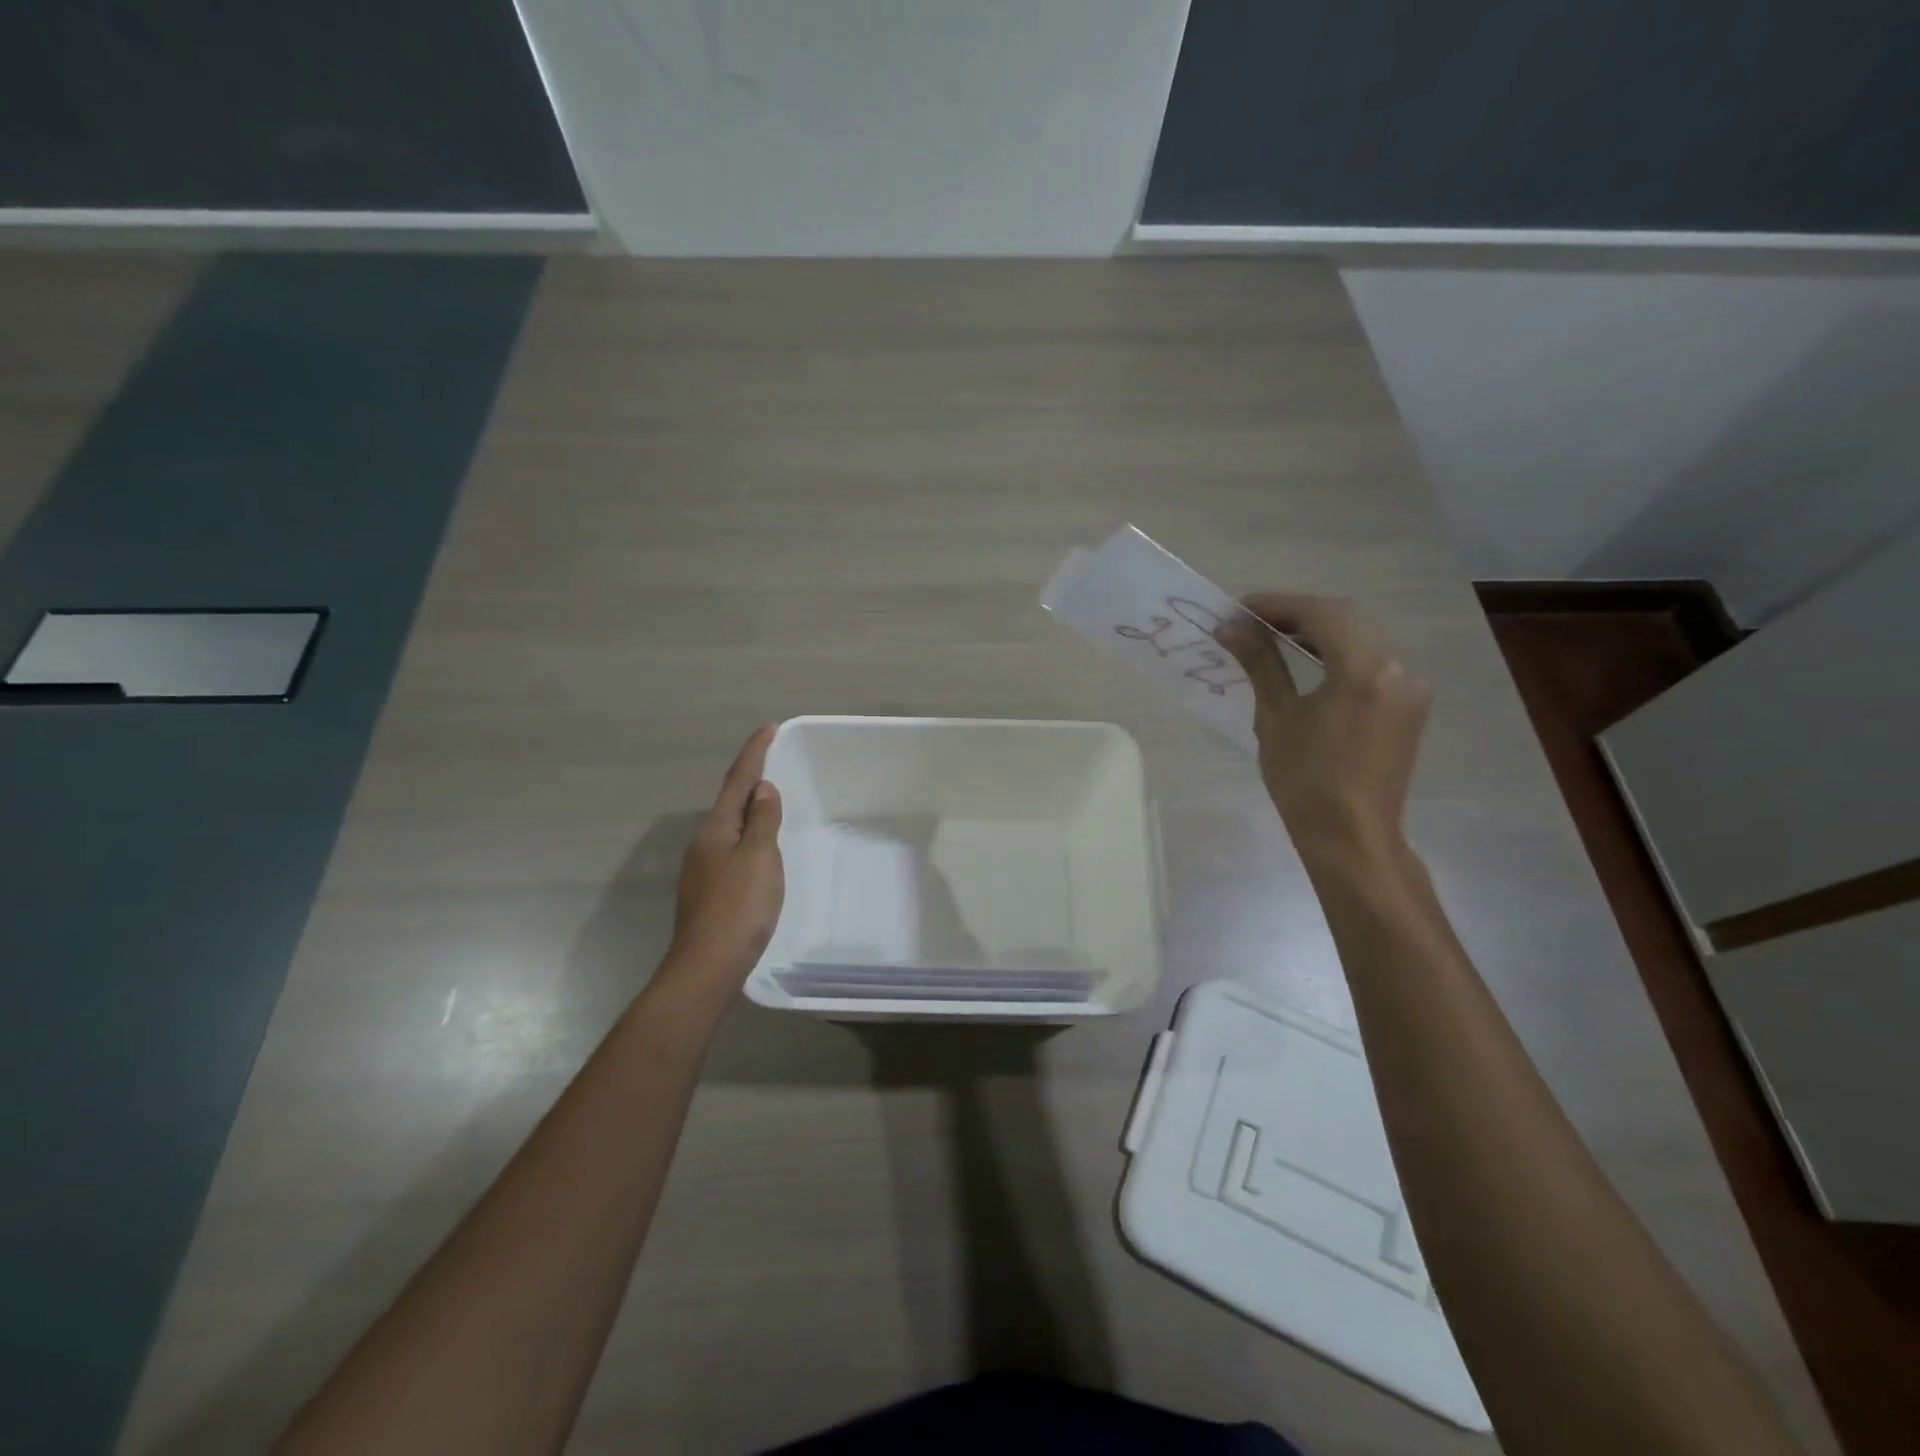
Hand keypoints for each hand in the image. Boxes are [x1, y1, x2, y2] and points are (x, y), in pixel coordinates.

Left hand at [664, 725, 784, 989]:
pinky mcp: (709, 890)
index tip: (769, 727)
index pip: (738, 780)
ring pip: (730, 826)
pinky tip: (759, 847)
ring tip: (771, 800)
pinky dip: (748, 835)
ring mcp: (703, 868)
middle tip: (774, 761)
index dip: (754, 753)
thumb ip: (763, 821)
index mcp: (717, 829)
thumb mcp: (759, 858)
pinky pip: (732, 848)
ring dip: (749, 808)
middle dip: (750, 778)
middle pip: (730, 801)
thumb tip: (762, 789)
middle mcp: (705, 842)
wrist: (707, 966)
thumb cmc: (738, 907)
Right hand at [1218, 594, 1430, 866]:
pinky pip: (1372, 662)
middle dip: (1297, 614)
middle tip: (1252, 622)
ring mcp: (1409, 687)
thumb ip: (1260, 663)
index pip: (1320, 614)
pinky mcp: (1408, 706)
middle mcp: (1396, 668)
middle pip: (1345, 619)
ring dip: (1319, 631)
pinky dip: (1339, 653)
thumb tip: (1230, 626)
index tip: (1239, 608)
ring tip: (1275, 638)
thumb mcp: (1276, 717)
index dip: (1277, 605)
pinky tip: (1310, 662)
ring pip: (1362, 638)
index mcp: (1363, 670)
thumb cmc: (1305, 780)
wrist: (1351, 837)